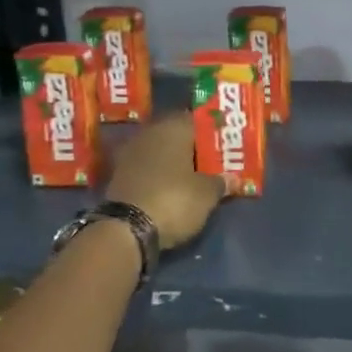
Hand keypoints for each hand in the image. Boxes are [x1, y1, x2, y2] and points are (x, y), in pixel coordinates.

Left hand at [105, 113, 223, 249]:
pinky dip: (161, 175)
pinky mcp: (118, 176)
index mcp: (174, 128)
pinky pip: (148, 168)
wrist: (125, 230)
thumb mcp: (207, 194)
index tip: (228, 144)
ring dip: (176, 162)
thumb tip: (233, 178)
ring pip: (161, 151)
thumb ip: (221, 182)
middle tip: (215, 161)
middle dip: (195, 147)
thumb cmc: (174, 200)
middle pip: (178, 135)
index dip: (215, 132)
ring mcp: (130, 154)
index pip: (199, 120)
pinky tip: (173, 188)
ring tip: (196, 176)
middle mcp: (150, 133)